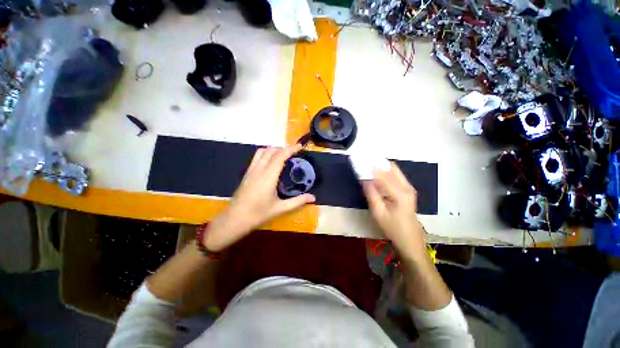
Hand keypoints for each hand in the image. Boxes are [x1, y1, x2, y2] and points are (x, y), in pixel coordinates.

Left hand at [203, 144, 315, 251]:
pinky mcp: (247, 173)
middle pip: (271, 150)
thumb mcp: (280, 208)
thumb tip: (313, 198)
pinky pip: (256, 157)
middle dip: (283, 148)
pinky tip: (271, 163)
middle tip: (294, 153)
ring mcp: (251, 170)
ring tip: (283, 155)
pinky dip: (266, 154)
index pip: (280, 156)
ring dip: (273, 149)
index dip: (290, 149)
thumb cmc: (259, 214)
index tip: (300, 147)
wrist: (235, 219)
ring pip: (262, 151)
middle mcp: (259, 169)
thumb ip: (298, 201)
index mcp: (268, 176)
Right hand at [362, 162, 425, 255]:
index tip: (360, 164)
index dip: (370, 168)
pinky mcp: (408, 190)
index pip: (383, 174)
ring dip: (381, 168)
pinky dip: (385, 174)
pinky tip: (376, 178)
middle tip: (364, 165)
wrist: (410, 239)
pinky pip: (395, 176)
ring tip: (368, 170)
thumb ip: (371, 194)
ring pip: (394, 170)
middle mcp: (407, 186)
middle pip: (391, 167)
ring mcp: (409, 187)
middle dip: (377, 164)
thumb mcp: (378, 213)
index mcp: (400, 193)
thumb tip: (364, 178)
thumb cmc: (393, 228)